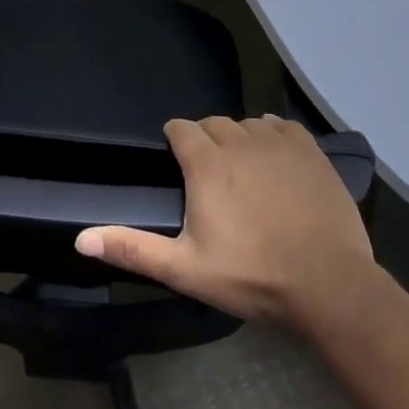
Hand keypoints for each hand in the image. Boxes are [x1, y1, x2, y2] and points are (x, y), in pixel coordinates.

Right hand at [76, 114, 375, 331]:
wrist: (329, 284)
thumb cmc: (252, 276)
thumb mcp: (185, 269)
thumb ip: (132, 249)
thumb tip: (80, 238)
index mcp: (207, 164)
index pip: (181, 128)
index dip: (175, 140)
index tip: (177, 161)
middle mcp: (240, 141)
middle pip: (214, 124)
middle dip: (206, 140)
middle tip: (210, 176)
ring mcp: (278, 143)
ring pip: (248, 124)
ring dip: (239, 139)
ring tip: (243, 171)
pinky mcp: (310, 150)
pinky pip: (282, 126)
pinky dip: (272, 135)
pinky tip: (275, 160)